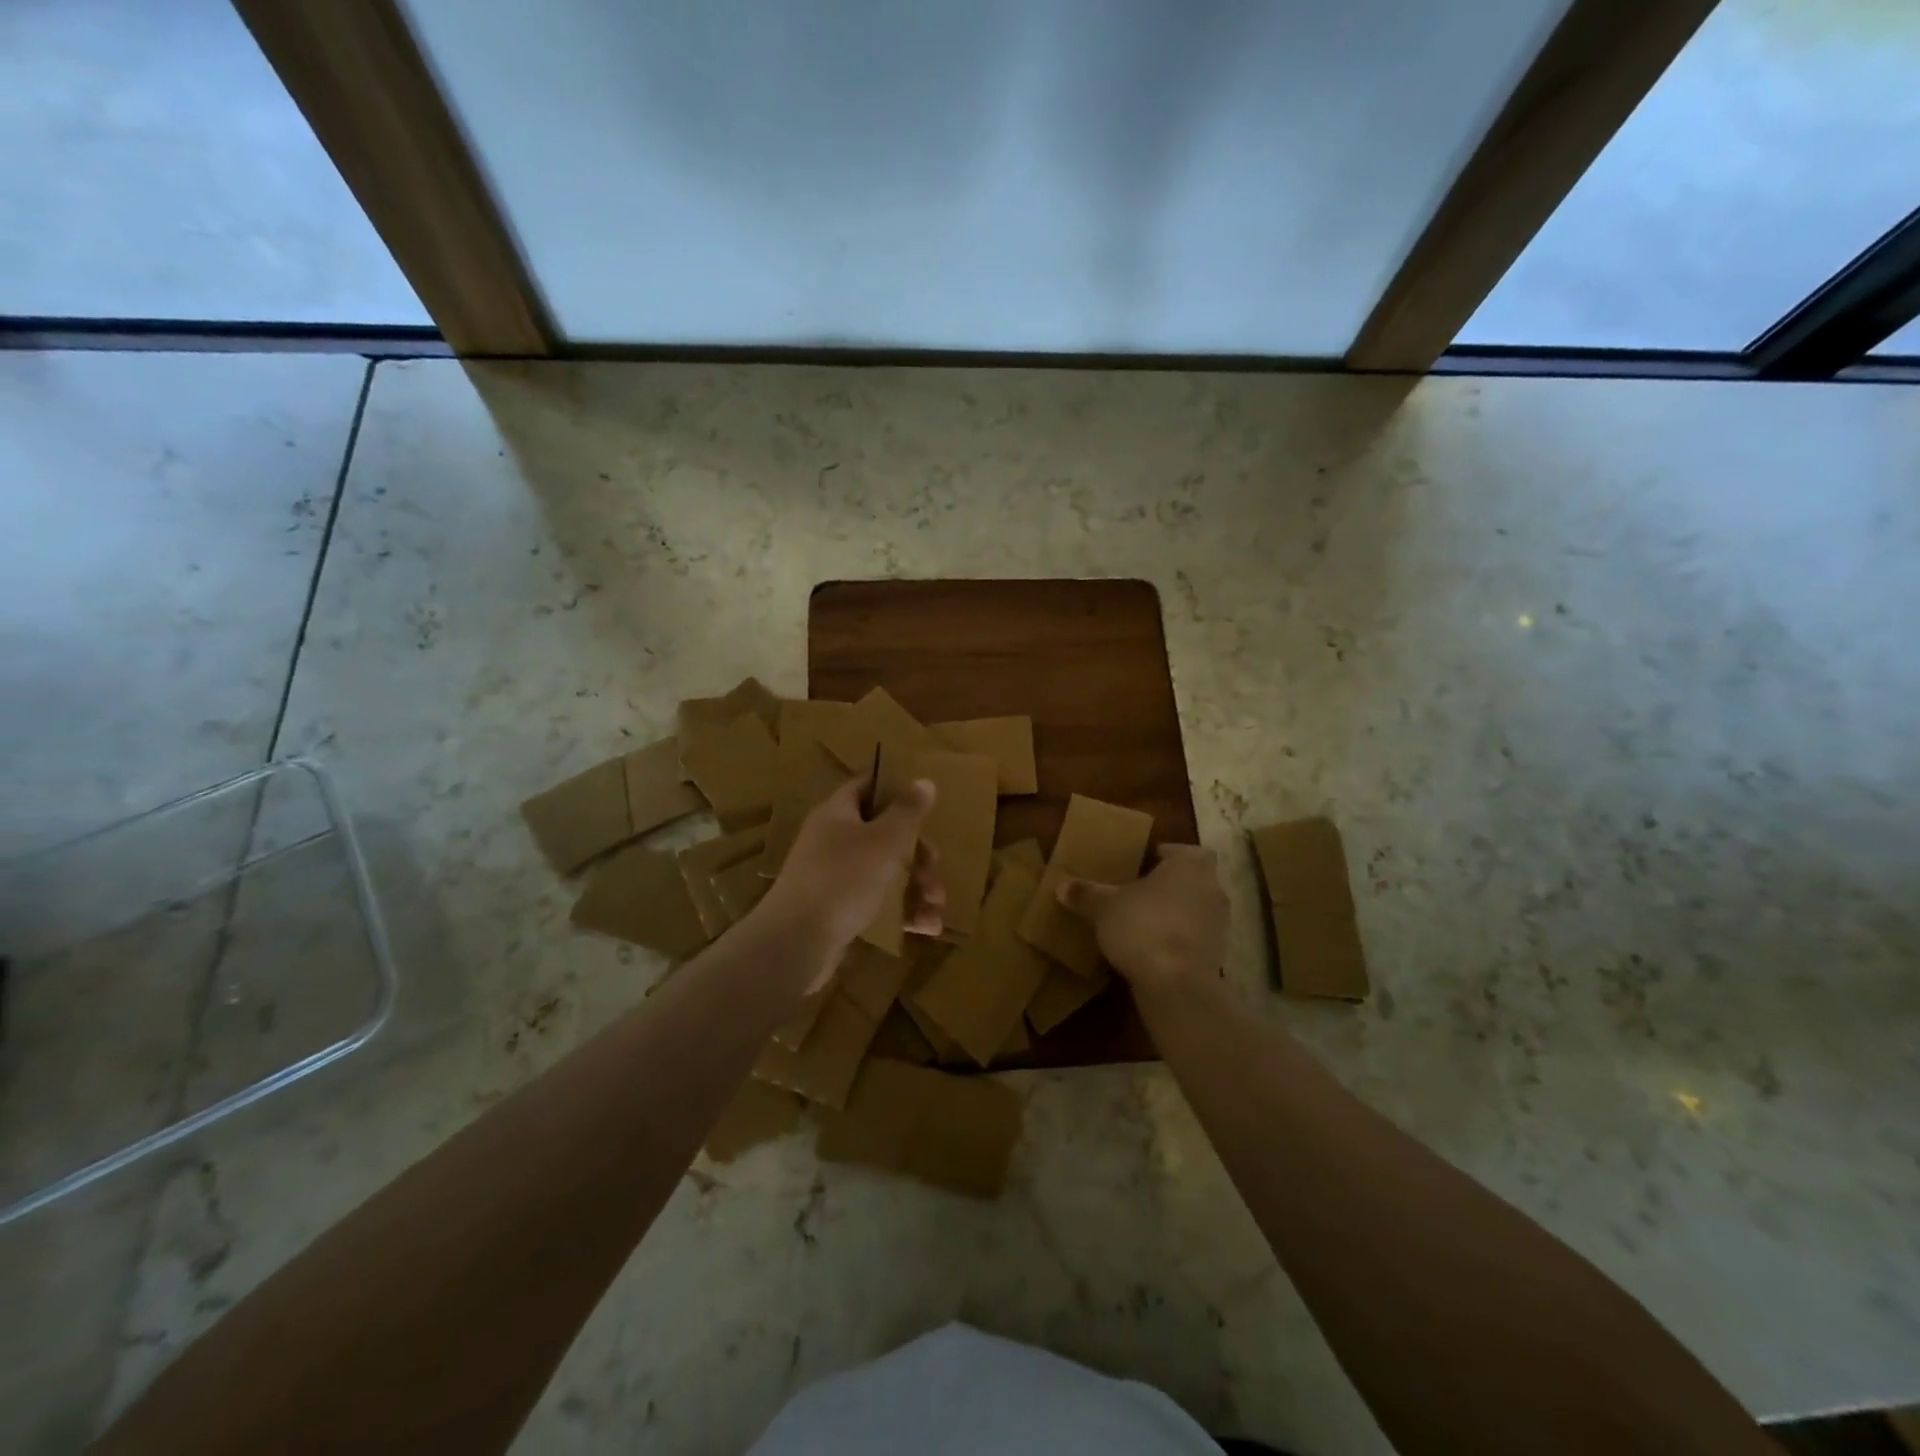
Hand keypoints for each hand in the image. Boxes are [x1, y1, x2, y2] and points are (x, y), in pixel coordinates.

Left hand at [754, 773, 944, 983]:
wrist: (795, 943)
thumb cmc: (842, 879)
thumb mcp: (883, 841)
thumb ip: (907, 811)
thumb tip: (924, 780)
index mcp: (837, 814)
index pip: (866, 786)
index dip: (894, 787)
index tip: (925, 797)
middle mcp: (832, 841)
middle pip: (882, 834)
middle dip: (916, 852)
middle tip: (935, 865)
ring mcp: (833, 878)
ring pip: (884, 872)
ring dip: (915, 886)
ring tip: (937, 904)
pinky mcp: (837, 912)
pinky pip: (877, 904)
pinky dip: (901, 912)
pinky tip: (927, 927)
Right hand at [1057, 844, 1227, 995]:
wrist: (1176, 984)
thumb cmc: (1142, 927)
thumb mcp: (1104, 907)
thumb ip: (1085, 893)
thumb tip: (1062, 884)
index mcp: (1191, 864)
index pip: (1181, 850)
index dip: (1163, 856)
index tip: (1141, 866)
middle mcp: (1213, 888)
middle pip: (1191, 880)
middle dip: (1168, 886)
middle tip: (1138, 893)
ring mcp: (1221, 923)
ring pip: (1195, 909)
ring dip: (1175, 914)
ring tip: (1142, 924)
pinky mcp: (1219, 954)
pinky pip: (1195, 938)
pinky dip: (1179, 940)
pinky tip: (1153, 950)